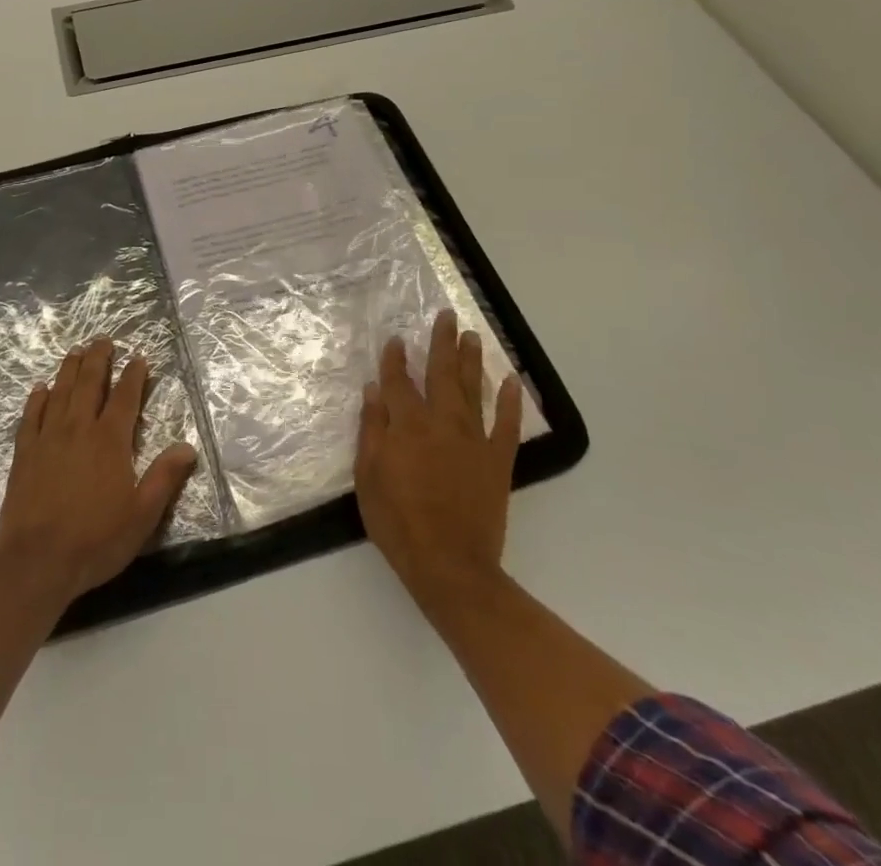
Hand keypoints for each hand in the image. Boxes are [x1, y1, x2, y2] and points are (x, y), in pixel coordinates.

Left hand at [0, 337, 199, 605]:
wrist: (36, 562)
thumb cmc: (95, 540)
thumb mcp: (142, 515)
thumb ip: (164, 477)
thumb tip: (187, 446)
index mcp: (109, 441)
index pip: (125, 398)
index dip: (133, 375)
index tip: (139, 358)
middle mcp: (78, 429)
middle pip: (89, 384)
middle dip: (98, 359)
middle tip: (103, 339)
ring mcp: (47, 439)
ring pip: (60, 392)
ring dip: (69, 369)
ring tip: (76, 351)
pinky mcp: (24, 454)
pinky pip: (31, 416)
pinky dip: (36, 399)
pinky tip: (40, 389)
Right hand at [355, 310, 521, 616]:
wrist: (450, 565)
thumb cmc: (399, 522)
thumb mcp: (368, 477)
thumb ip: (372, 430)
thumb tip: (374, 390)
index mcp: (407, 425)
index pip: (398, 382)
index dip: (395, 358)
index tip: (396, 338)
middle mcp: (441, 422)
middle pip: (440, 374)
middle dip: (441, 343)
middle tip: (446, 315)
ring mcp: (473, 440)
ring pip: (472, 389)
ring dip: (472, 360)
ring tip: (473, 335)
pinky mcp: (497, 460)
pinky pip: (505, 424)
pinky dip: (509, 401)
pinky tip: (511, 380)